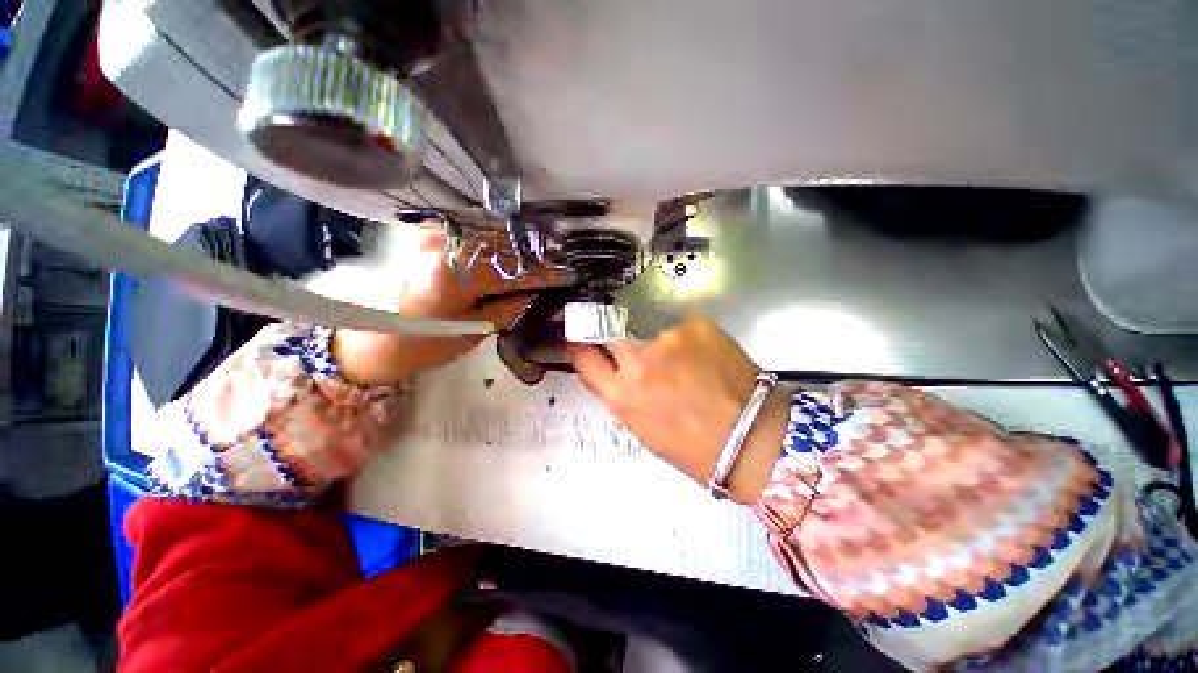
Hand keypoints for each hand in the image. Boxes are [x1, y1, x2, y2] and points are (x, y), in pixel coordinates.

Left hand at [332, 225, 567, 385]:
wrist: (361, 336)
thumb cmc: (418, 345)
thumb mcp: (473, 332)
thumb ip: (511, 307)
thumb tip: (541, 292)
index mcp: (455, 275)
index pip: (517, 271)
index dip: (548, 274)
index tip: (572, 276)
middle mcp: (445, 241)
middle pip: (509, 244)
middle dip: (538, 257)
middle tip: (560, 267)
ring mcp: (433, 229)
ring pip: (494, 233)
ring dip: (520, 247)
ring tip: (541, 260)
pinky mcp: (426, 227)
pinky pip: (475, 231)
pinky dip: (498, 242)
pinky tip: (511, 253)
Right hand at [568, 318, 790, 503]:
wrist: (753, 440)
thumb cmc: (693, 448)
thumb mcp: (643, 427)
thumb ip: (625, 394)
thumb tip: (620, 371)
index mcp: (621, 396)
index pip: (584, 357)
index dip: (581, 346)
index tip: (581, 338)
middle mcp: (638, 363)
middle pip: (610, 333)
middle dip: (615, 338)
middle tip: (634, 346)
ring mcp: (668, 340)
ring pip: (653, 334)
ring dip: (663, 346)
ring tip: (689, 365)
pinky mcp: (696, 326)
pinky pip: (683, 329)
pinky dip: (690, 341)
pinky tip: (709, 360)